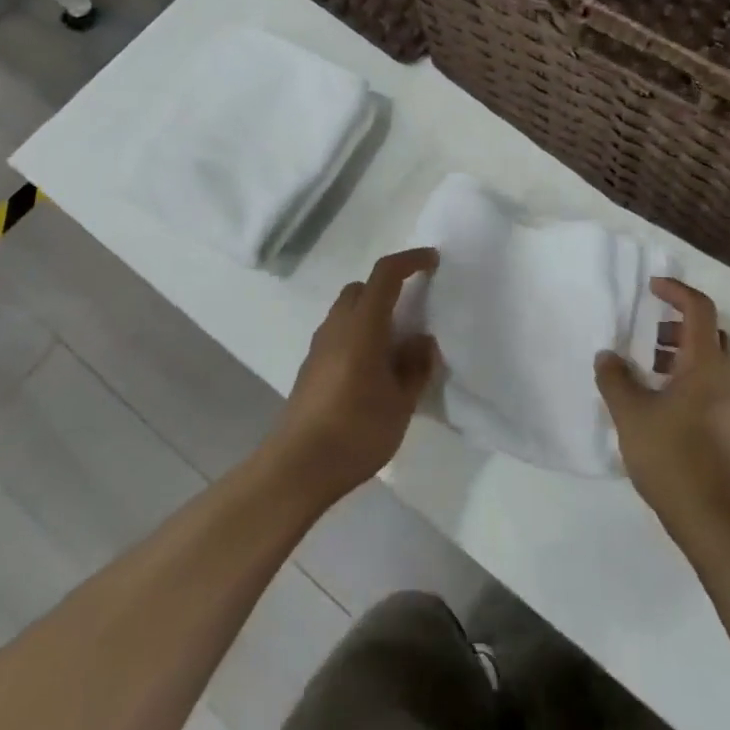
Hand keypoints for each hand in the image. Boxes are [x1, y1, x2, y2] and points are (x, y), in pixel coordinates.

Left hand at [270, 248, 439, 506]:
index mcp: (362, 326)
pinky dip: (359, 334)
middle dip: (388, 287)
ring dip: (372, 313)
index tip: (433, 261)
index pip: (386, 275)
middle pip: (362, 288)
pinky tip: (373, 368)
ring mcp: (319, 347)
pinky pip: (339, 333)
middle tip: (414, 307)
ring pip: (347, 310)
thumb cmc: (355, 431)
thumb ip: (415, 367)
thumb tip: (421, 341)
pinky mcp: (310, 367)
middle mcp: (337, 326)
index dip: (410, 261)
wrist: (296, 468)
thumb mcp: (401, 403)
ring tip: (397, 344)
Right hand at [595, 279, 729, 542]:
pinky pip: (706, 385)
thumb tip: (607, 356)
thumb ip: (615, 379)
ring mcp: (728, 406)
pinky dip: (684, 377)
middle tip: (649, 331)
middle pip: (710, 332)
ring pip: (709, 361)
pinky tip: (656, 402)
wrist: (716, 521)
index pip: (699, 309)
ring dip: (680, 352)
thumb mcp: (631, 415)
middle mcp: (723, 379)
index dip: (676, 291)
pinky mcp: (724, 429)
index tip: (651, 287)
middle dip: (679, 322)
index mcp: (705, 365)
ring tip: (646, 368)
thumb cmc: (674, 457)